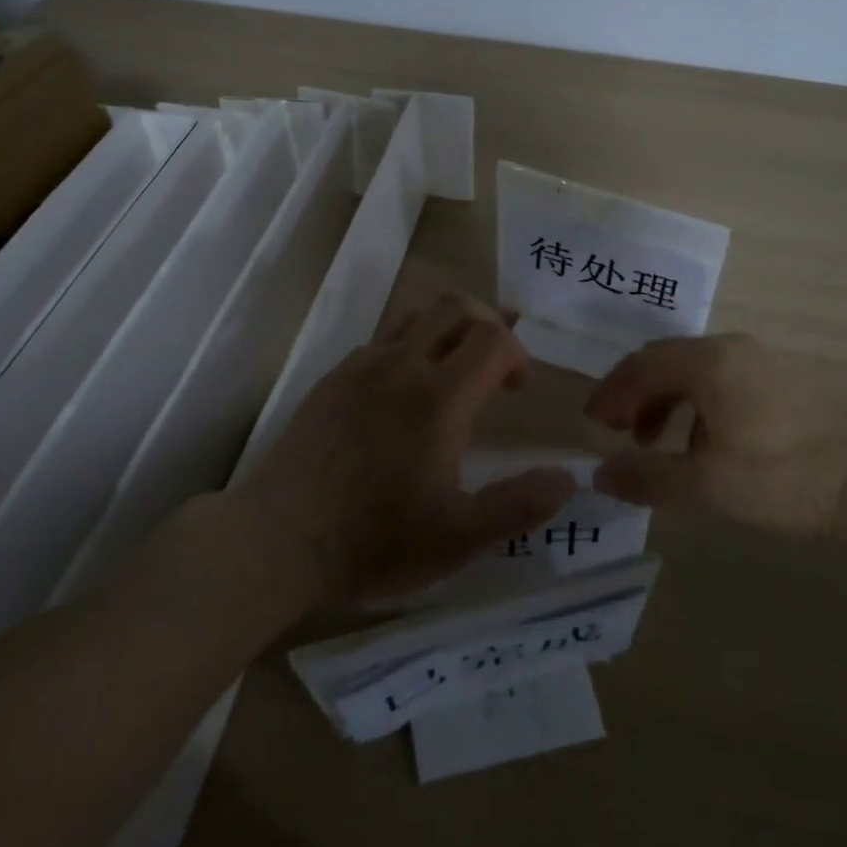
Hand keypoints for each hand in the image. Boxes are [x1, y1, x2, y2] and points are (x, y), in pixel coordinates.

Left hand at [240, 293, 577, 600]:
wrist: (278, 539)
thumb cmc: (375, 540)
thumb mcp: (459, 538)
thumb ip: (520, 505)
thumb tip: (569, 477)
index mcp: (441, 397)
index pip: (494, 339)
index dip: (518, 355)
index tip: (518, 391)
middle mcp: (403, 365)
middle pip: (457, 306)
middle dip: (488, 324)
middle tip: (494, 366)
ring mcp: (363, 366)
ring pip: (417, 314)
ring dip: (447, 329)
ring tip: (453, 372)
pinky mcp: (333, 377)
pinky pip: (383, 339)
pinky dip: (409, 347)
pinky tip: (403, 394)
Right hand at [585, 334, 846, 537]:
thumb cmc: (781, 480)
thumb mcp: (705, 485)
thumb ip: (646, 476)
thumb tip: (599, 474)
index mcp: (709, 362)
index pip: (641, 365)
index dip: (610, 392)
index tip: (592, 422)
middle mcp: (732, 346)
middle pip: (666, 360)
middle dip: (634, 393)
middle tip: (616, 429)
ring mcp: (762, 357)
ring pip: (695, 368)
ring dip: (665, 399)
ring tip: (655, 441)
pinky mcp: (784, 375)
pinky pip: (723, 377)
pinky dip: (697, 401)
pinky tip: (703, 441)